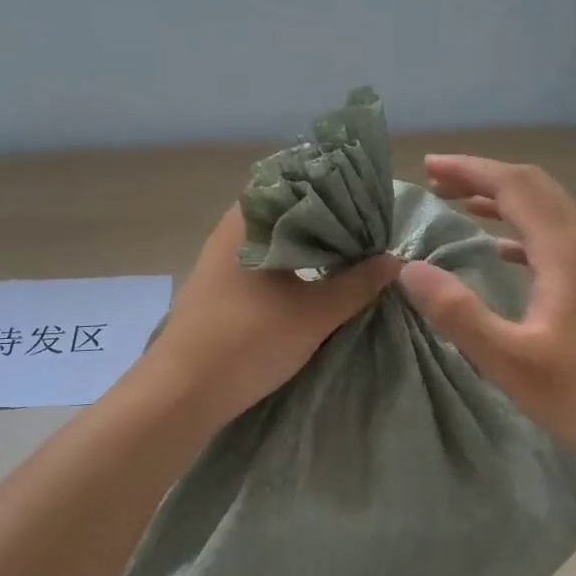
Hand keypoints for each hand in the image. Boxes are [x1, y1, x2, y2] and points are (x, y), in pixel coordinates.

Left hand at [139, 205, 400, 430]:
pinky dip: (287, 265)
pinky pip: (260, 262)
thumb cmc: (248, 340)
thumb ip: (356, 285)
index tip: (366, 200)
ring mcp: (219, 260)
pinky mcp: (217, 288)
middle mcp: (230, 230)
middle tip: (366, 230)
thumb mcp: (313, 314)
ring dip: (306, 245)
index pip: (295, 182)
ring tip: (347, 254)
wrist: (181, 393)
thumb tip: (394, 260)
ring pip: (272, 239)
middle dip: (325, 220)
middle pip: (285, 211)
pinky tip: (311, 281)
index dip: (333, 188)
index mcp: (248, 220)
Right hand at [397, 155, 575, 482]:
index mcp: (566, 252)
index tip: (426, 166)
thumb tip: (409, 269)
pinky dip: (521, 228)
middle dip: (482, 176)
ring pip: (548, 208)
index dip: (468, 170)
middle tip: (435, 181)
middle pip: (533, 186)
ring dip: (502, 198)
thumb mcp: (511, 363)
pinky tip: (500, 250)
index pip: (514, 186)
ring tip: (458, 203)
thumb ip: (458, 314)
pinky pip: (557, 235)